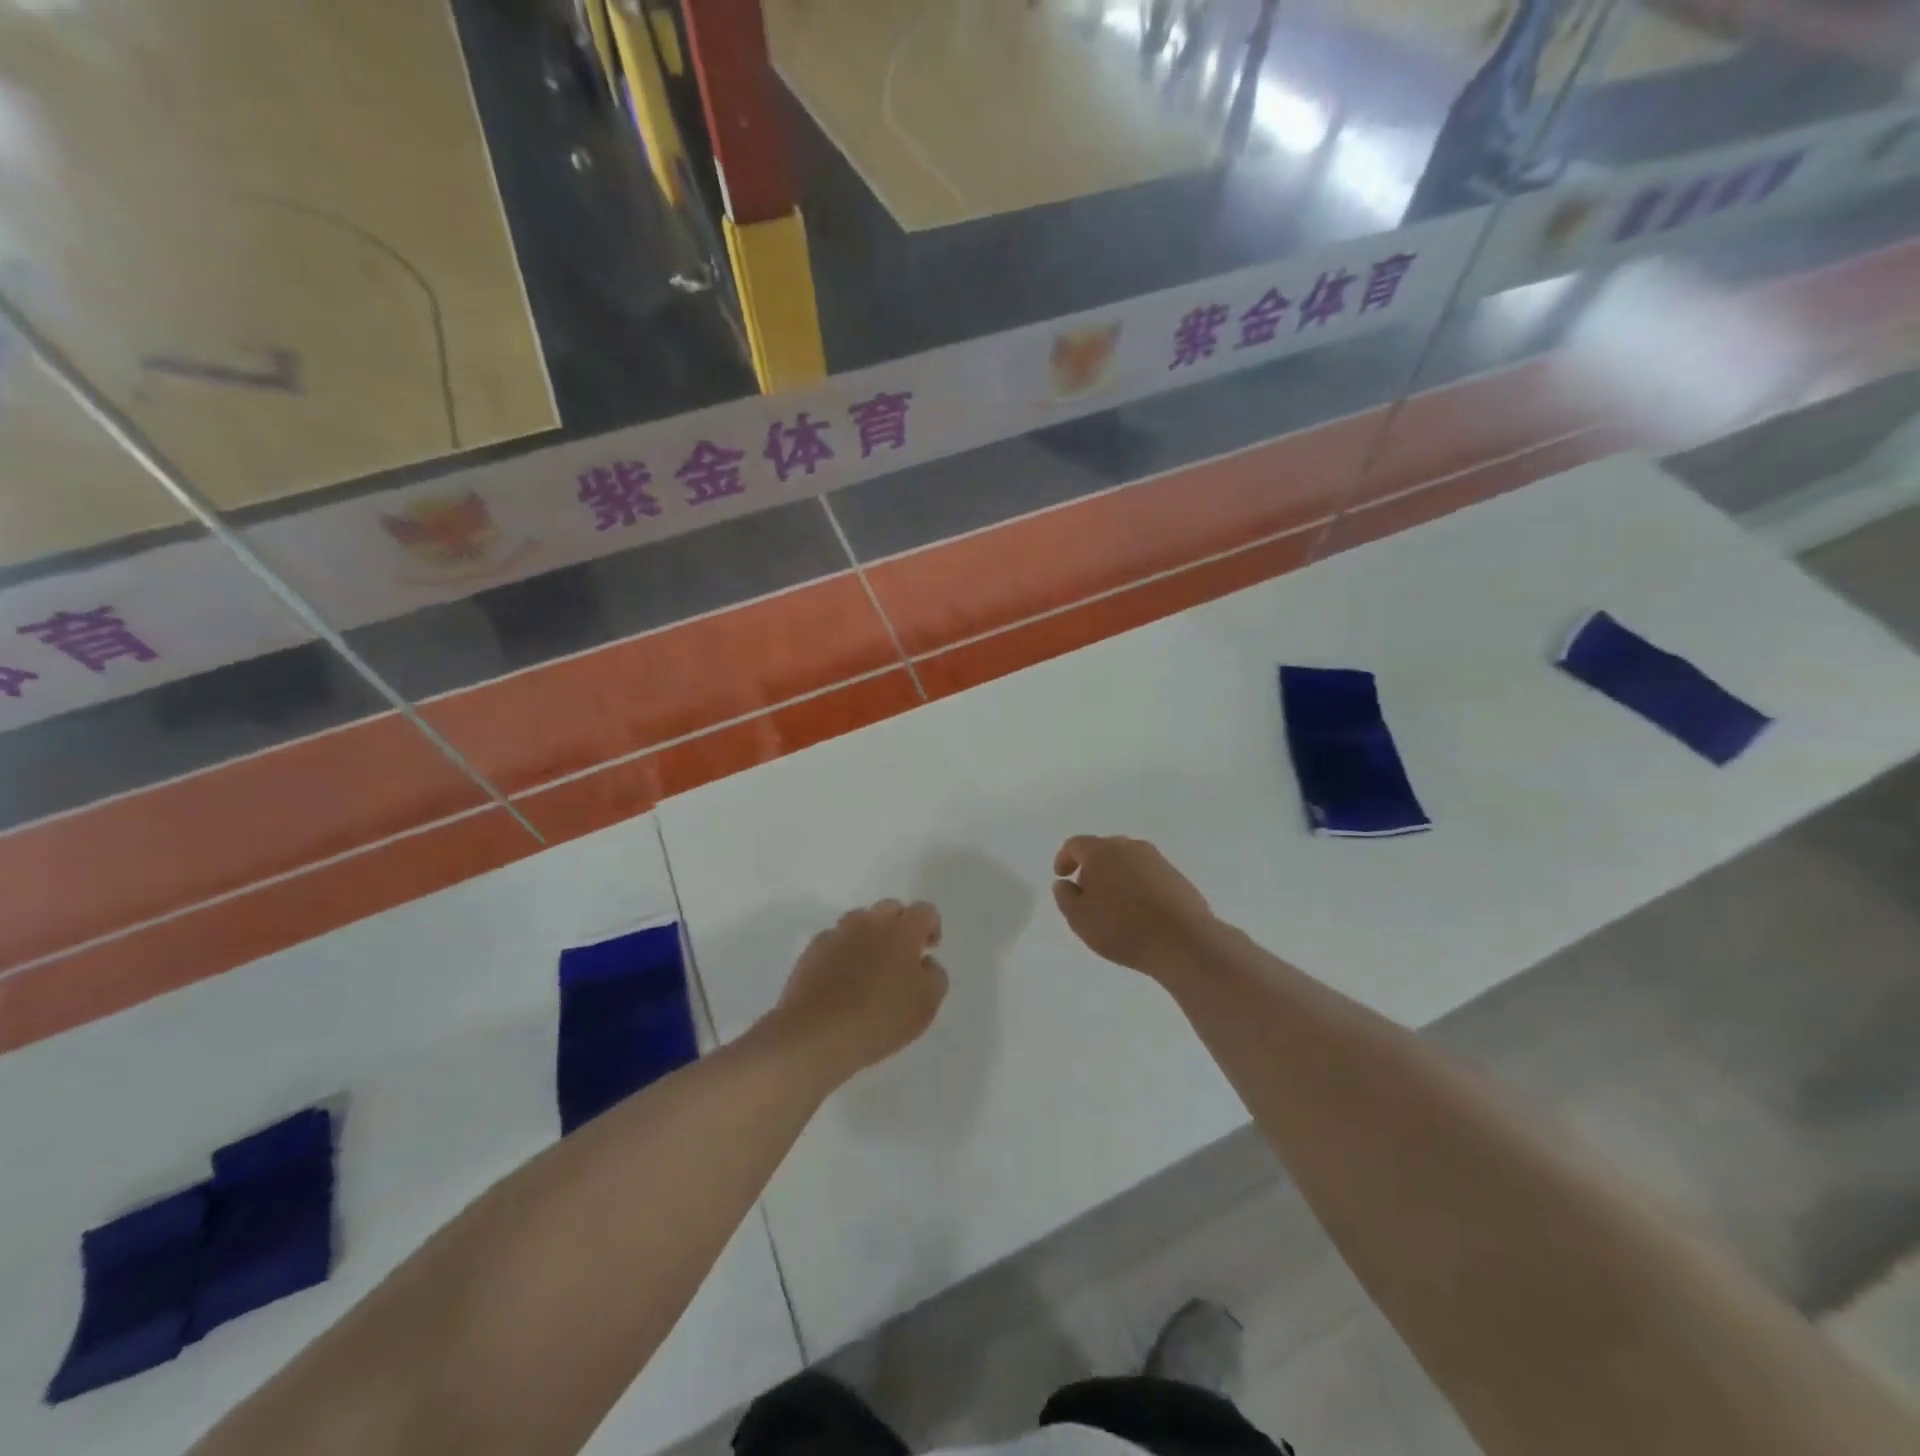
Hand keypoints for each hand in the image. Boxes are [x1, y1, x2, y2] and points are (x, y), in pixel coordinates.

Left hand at [772, 900, 946, 1084]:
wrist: (815, 1034)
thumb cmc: (880, 1018)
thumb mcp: (926, 1004)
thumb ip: (935, 975)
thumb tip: (924, 962)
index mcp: (902, 930)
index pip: (925, 911)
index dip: (931, 927)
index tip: (928, 950)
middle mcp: (869, 922)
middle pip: (891, 909)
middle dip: (900, 926)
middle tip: (901, 958)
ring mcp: (837, 933)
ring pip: (860, 922)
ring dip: (870, 936)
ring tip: (869, 968)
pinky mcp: (812, 950)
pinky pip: (835, 941)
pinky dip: (843, 952)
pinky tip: (842, 981)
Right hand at [1052, 835, 1215, 977]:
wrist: (1183, 940)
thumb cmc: (1121, 927)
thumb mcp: (1079, 918)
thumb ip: (1065, 896)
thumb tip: (1065, 883)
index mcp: (1101, 851)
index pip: (1076, 844)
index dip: (1064, 858)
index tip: (1061, 876)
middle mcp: (1129, 847)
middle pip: (1103, 850)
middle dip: (1091, 868)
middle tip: (1087, 894)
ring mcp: (1157, 860)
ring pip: (1127, 862)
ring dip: (1116, 877)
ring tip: (1114, 907)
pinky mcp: (1176, 876)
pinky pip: (1147, 875)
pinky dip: (1137, 887)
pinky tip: (1139, 912)